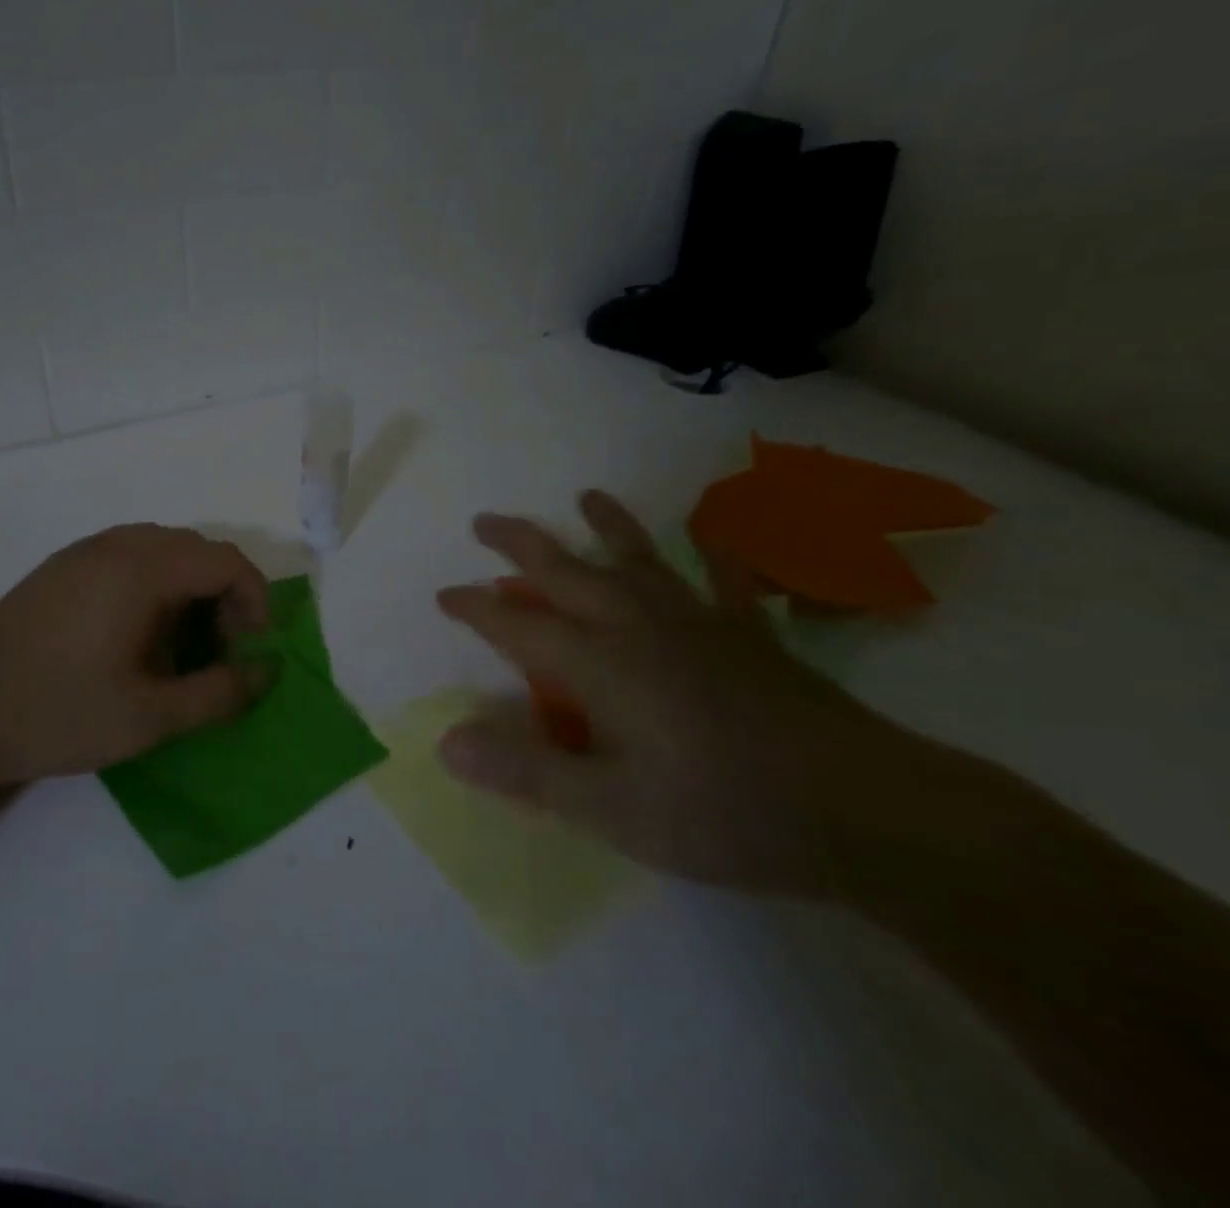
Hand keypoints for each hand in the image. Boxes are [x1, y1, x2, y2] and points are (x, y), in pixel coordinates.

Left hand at [0, 524, 273, 787]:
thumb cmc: (59, 713)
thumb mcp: (151, 717)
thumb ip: (220, 692)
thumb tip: (267, 670)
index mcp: (141, 568)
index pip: (226, 560)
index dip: (254, 600)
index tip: (250, 650)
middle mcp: (115, 545)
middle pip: (197, 550)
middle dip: (224, 596)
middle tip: (220, 651)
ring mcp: (82, 552)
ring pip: (162, 550)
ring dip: (189, 590)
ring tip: (180, 646)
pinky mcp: (59, 568)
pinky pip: (128, 558)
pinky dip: (154, 586)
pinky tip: (135, 636)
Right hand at [436, 491, 930, 894]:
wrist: (866, 813)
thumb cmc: (724, 813)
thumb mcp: (611, 809)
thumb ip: (526, 771)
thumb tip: (446, 741)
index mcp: (599, 663)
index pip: (518, 624)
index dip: (476, 608)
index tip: (443, 595)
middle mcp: (639, 626)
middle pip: (567, 572)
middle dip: (520, 545)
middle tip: (484, 522)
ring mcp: (699, 624)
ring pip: (638, 560)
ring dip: (605, 526)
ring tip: (585, 497)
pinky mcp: (751, 637)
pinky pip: (727, 583)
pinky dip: (717, 556)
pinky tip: (714, 536)